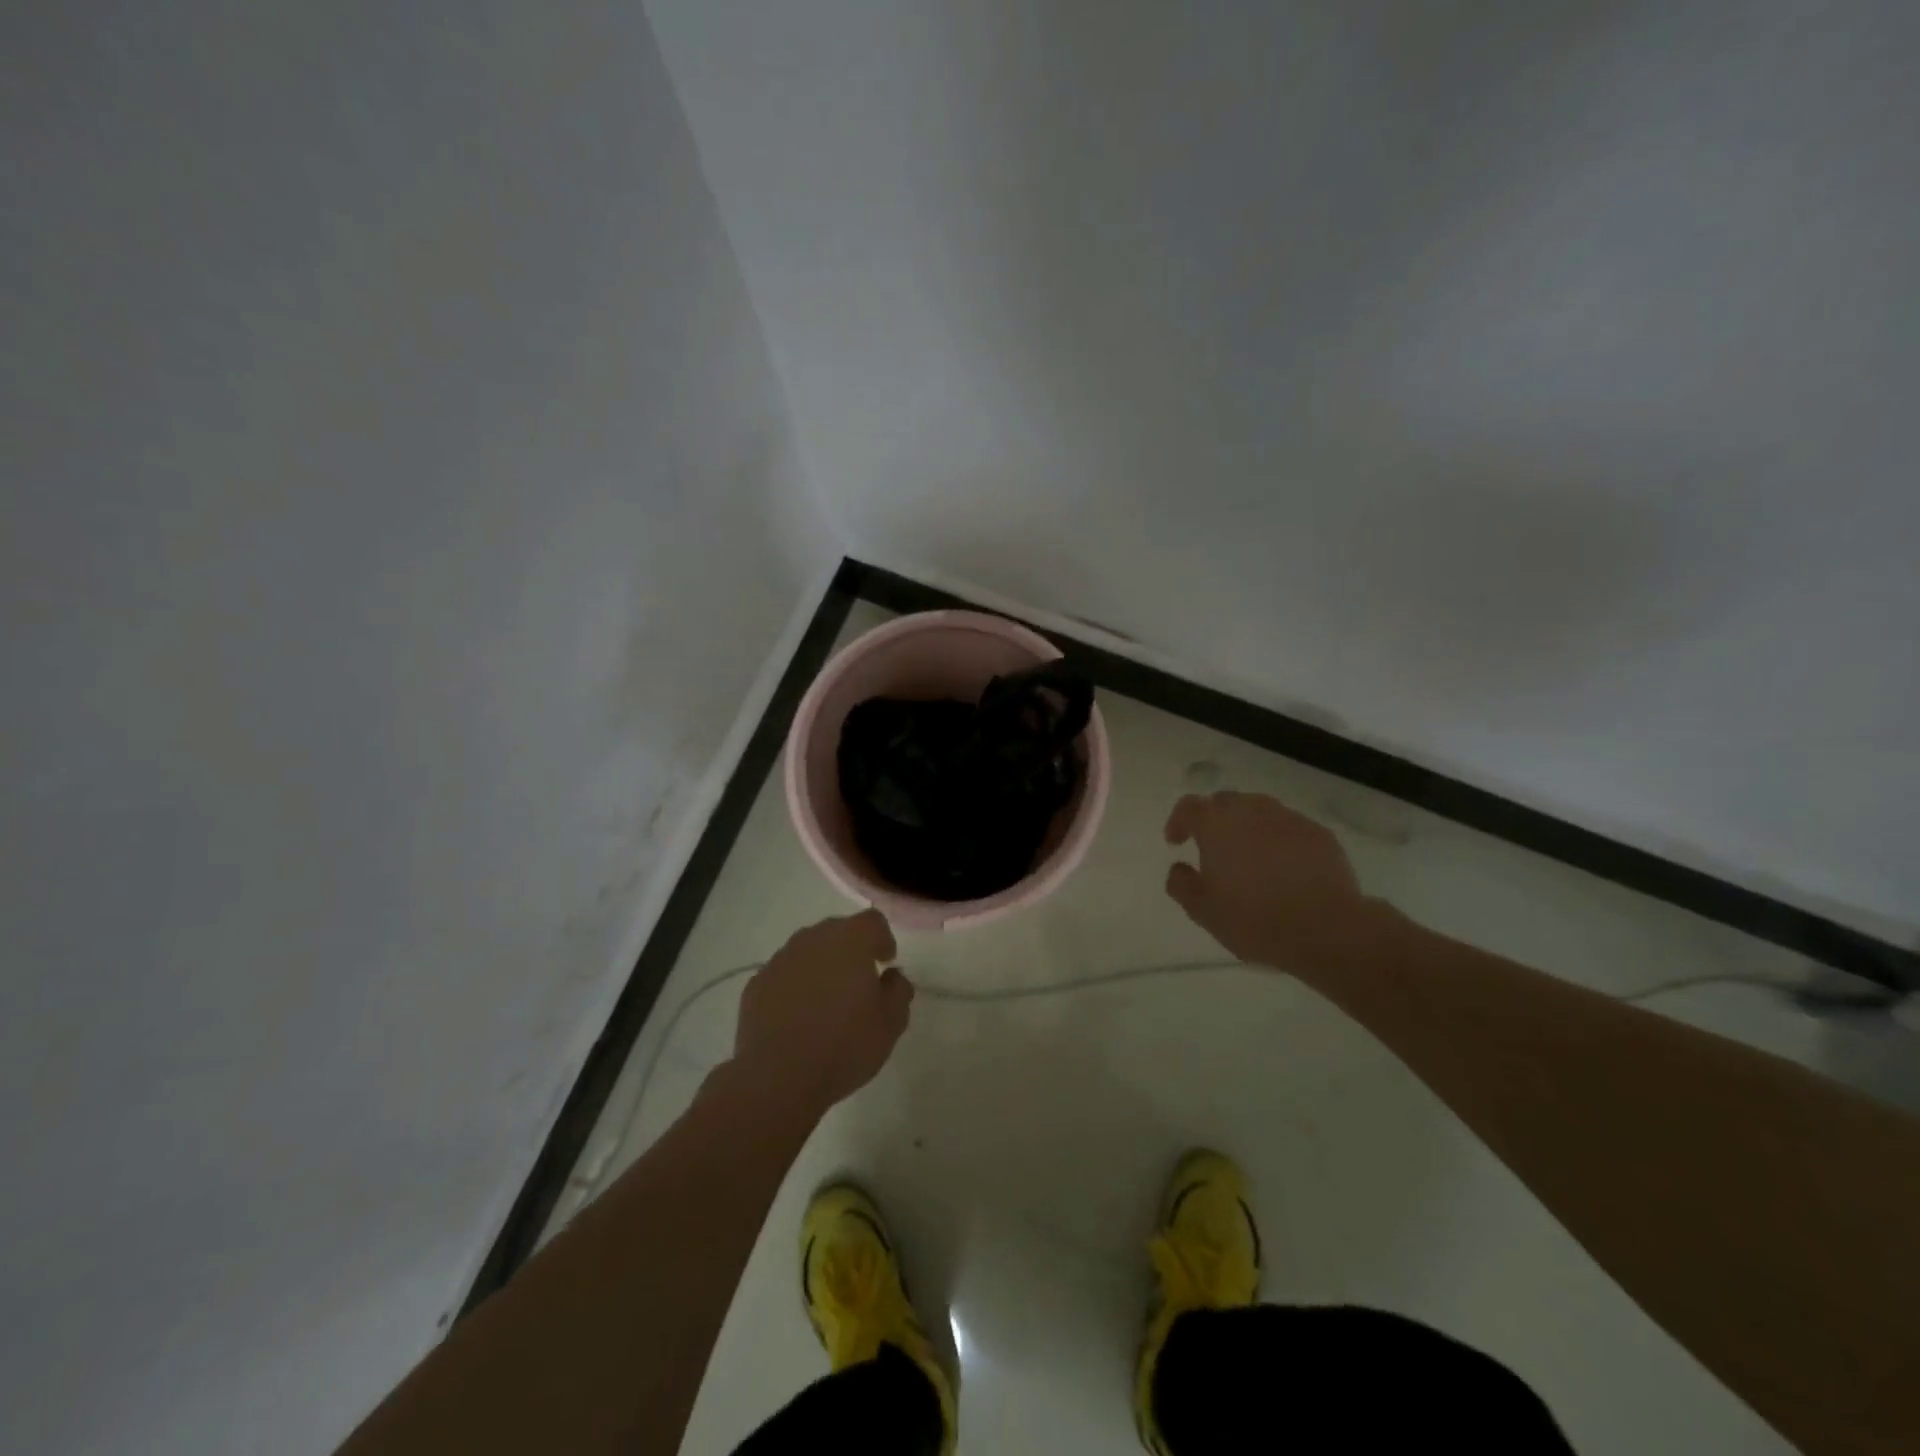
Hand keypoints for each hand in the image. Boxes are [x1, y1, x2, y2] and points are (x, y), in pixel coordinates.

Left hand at [729, 910, 912, 1117]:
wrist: (778, 1078)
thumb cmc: (844, 1046)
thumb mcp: (891, 1023)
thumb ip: (899, 990)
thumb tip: (891, 976)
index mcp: (850, 940)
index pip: (872, 921)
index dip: (883, 939)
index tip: (885, 964)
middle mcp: (813, 939)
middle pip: (837, 931)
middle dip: (851, 950)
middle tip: (858, 982)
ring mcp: (780, 960)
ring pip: (808, 951)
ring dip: (821, 966)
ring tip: (826, 1001)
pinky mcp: (756, 984)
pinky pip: (784, 975)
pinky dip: (795, 986)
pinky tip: (798, 1017)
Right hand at [1164, 791, 1381, 975]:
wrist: (1326, 929)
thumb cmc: (1254, 919)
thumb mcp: (1203, 911)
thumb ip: (1181, 884)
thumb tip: (1178, 868)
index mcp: (1216, 824)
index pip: (1189, 807)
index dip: (1178, 822)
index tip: (1176, 843)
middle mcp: (1251, 811)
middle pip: (1225, 802)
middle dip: (1214, 820)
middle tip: (1213, 848)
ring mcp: (1289, 819)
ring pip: (1260, 811)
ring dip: (1248, 827)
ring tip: (1250, 856)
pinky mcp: (1319, 834)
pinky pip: (1290, 828)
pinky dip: (1279, 840)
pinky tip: (1284, 868)